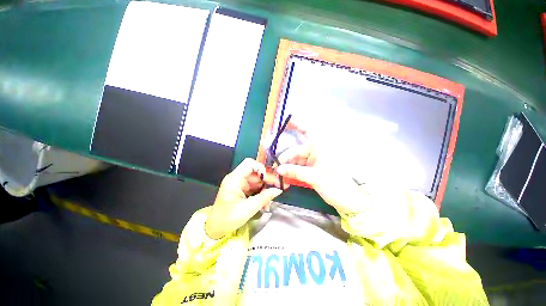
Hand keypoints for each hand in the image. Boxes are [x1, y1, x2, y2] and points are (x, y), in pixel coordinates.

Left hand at [205, 158, 283, 239]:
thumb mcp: (248, 208)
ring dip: (266, 188)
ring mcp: (240, 184)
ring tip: (272, 198)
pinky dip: (261, 193)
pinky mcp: (243, 190)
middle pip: (256, 172)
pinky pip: (255, 188)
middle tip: (278, 187)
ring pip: (257, 180)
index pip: (250, 164)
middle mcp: (237, 178)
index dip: (261, 168)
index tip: (270, 179)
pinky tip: (266, 203)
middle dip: (267, 180)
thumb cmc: (228, 218)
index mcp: (234, 179)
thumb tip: (278, 190)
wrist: (216, 229)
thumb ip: (264, 198)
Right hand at [275, 126, 362, 214]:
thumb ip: (294, 172)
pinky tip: (287, 178)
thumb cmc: (334, 184)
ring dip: (288, 167)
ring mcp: (315, 160)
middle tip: (275, 168)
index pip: (307, 131)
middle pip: (297, 151)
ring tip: (280, 176)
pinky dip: (294, 171)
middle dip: (286, 159)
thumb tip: (279, 169)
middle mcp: (316, 151)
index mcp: (320, 147)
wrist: (348, 199)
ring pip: (297, 160)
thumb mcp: (313, 177)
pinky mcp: (314, 168)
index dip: (296, 124)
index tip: (285, 122)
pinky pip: (300, 166)